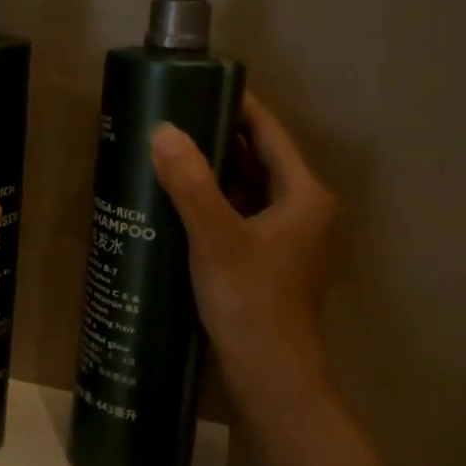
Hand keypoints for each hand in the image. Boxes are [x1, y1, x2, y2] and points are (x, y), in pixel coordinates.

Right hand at [149, 94, 338, 412]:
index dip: (236, 106)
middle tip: (168, 123)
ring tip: (166, 157)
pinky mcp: (269, 261)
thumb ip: (190, 184)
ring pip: (247, 190)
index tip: (194, 87)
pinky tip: (177, 204)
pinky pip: (240, 216)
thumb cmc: (253, 304)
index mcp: (304, 195)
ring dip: (212, 174)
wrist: (273, 378)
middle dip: (216, 140)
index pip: (269, 132)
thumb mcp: (217, 239)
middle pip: (258, 159)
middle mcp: (303, 210)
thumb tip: (162, 131)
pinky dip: (213, 204)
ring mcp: (288, 238)